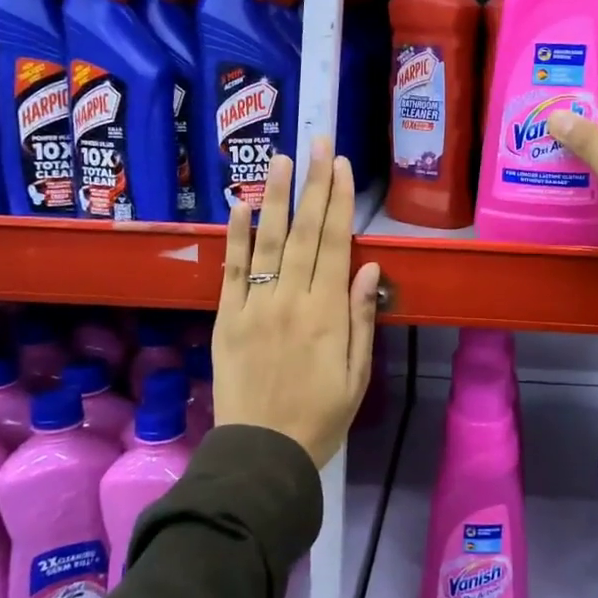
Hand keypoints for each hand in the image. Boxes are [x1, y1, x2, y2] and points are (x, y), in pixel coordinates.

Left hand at [214, 141, 380, 468]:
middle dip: (313, 184)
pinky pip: (232, 269)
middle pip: (306, 232)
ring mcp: (255, 306)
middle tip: (317, 142)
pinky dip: (236, 235)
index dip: (339, 202)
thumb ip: (362, 319)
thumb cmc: (321, 418)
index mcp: (328, 314)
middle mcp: (292, 300)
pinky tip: (241, 205)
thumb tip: (370, 268)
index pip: (336, 244)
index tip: (341, 166)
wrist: (262, 454)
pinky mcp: (227, 317)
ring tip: (280, 158)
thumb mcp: (357, 375)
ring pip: (269, 241)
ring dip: (276, 197)